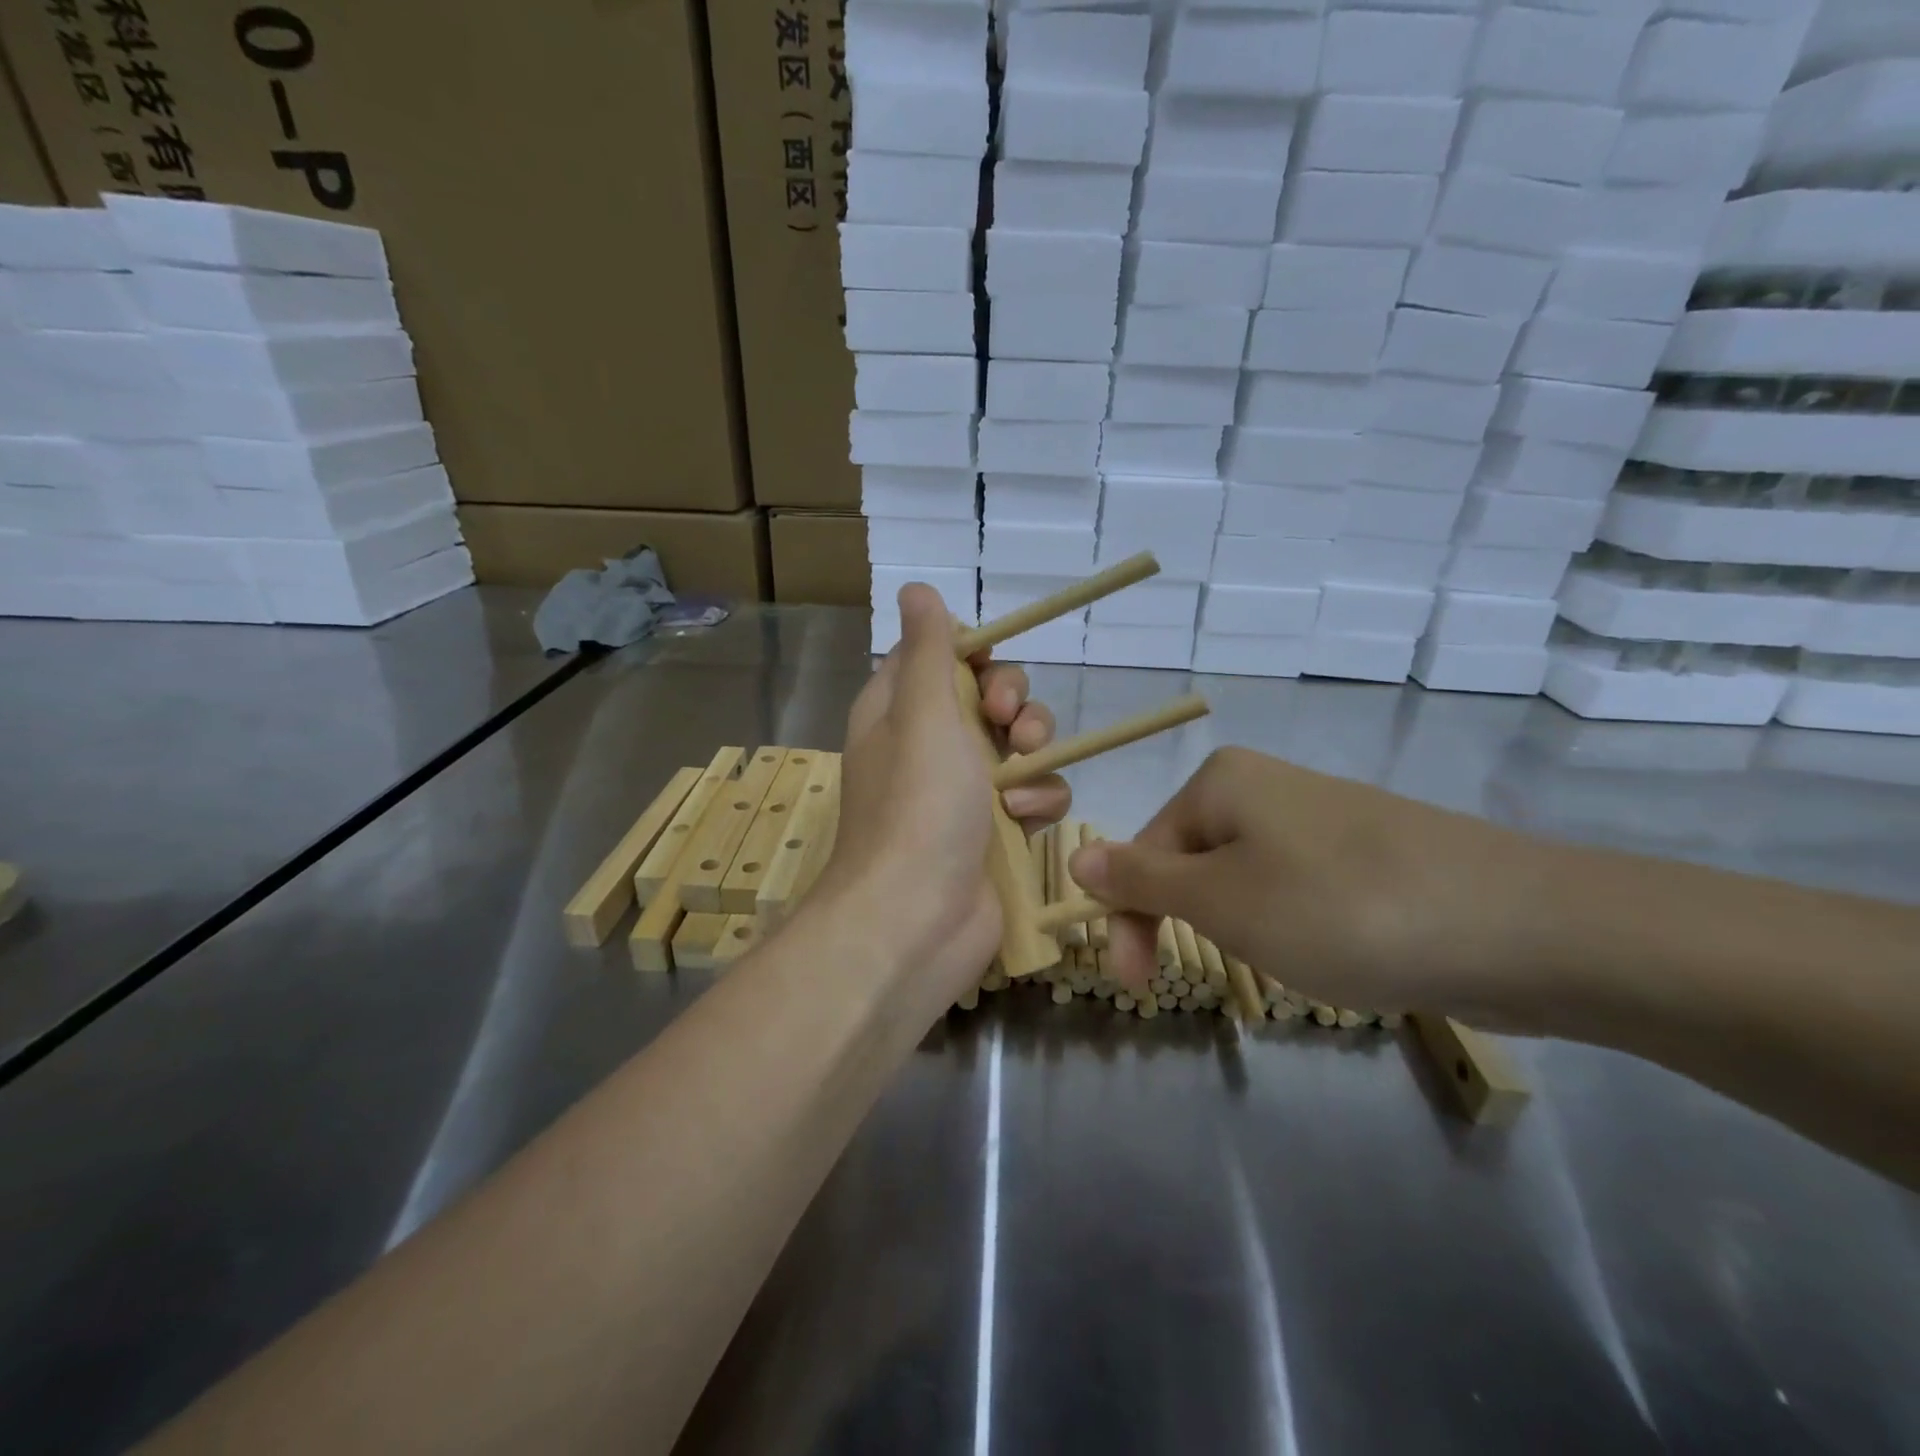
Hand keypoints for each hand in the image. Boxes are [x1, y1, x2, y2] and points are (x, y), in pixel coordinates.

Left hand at [817, 584, 1070, 1004]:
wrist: (917, 920)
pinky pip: (1033, 796)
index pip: (937, 658)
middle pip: (987, 698)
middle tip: (1008, 723)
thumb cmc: (917, 805)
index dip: (972, 654)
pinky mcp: (995, 832)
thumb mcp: (921, 711)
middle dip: (1012, 703)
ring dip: (1032, 752)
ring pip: (1019, 746)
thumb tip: (915, 590)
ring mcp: (963, 792)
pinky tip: (1026, 821)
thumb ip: (926, 648)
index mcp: (897, 711)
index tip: (990, 666)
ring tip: (1021, 775)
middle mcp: (927, 746)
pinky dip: (1037, 802)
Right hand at [1069, 747, 1541, 1018]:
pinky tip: (1337, 953)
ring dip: (1247, 930)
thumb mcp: (1221, 900)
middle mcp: (1266, 786)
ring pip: (1246, 881)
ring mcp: (1322, 818)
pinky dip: (1298, 927)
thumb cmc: (1339, 907)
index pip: (1144, 851)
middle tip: (1229, 970)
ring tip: (1294, 961)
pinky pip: (1300, 890)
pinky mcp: (1367, 854)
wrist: (1519, 925)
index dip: (1132, 918)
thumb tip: (1078, 855)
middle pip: (1193, 863)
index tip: (1137, 985)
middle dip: (1197, 922)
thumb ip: (1141, 879)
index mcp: (1221, 782)